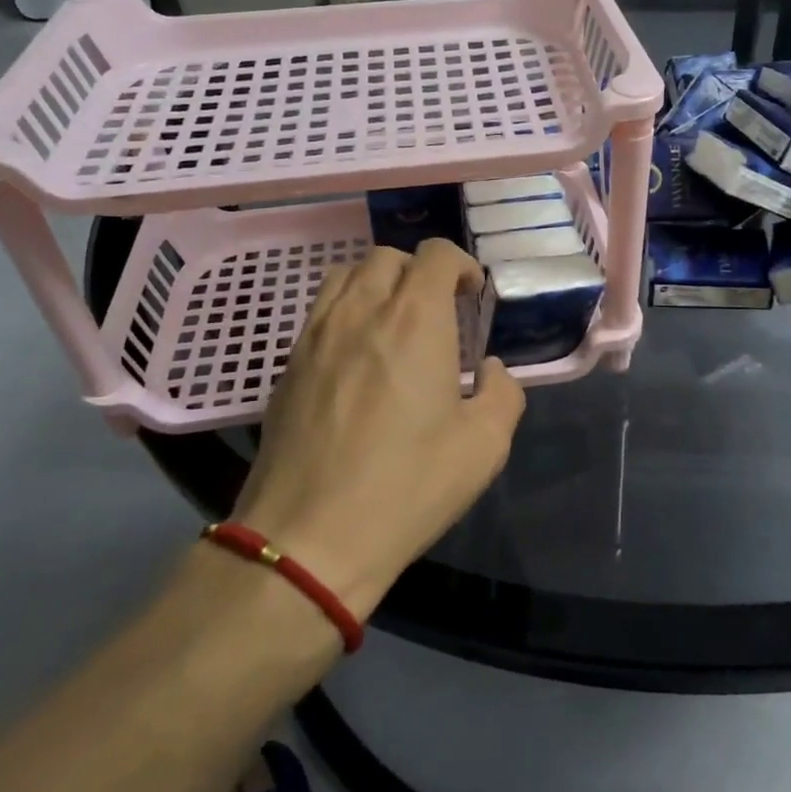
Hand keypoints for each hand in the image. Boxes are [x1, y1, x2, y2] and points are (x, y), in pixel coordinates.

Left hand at [231, 239, 524, 618]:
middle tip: (437, 315)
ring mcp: (316, 334)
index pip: (436, 254)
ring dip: (378, 285)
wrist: (309, 537)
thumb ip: (502, 393)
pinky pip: (320, 312)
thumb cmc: (407, 486)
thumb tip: (490, 370)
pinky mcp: (288, 363)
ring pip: (347, 275)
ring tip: (394, 326)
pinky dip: (346, 312)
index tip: (471, 298)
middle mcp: (362, 310)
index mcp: (415, 319)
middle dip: (420, 273)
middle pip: (389, 257)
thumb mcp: (484, 445)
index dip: (461, 265)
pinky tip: (357, 358)